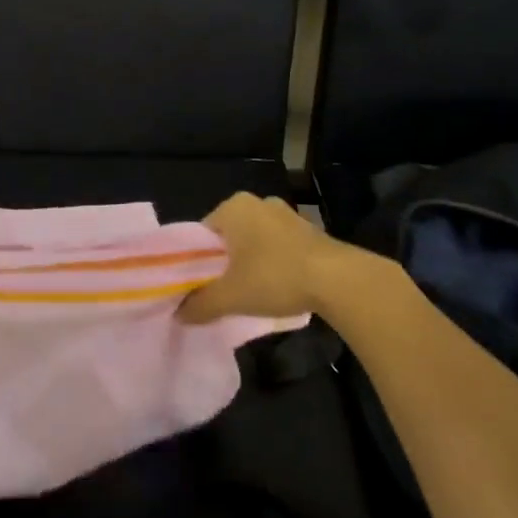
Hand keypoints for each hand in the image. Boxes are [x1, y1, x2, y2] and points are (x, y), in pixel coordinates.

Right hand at [178, 192, 350, 324]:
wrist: (339, 280)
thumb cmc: (275, 277)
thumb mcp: (231, 297)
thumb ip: (201, 304)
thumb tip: (179, 315)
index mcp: (233, 207)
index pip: (203, 233)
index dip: (199, 261)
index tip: (203, 285)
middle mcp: (258, 202)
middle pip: (230, 236)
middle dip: (226, 262)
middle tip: (226, 290)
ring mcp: (287, 213)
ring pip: (256, 241)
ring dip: (252, 262)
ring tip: (254, 292)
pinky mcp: (310, 229)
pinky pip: (279, 245)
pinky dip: (275, 263)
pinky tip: (280, 287)